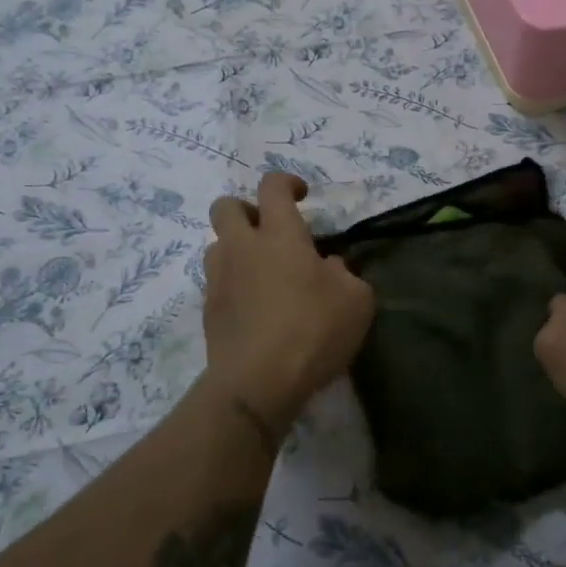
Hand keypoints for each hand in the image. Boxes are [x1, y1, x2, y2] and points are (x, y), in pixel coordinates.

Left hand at [203, 173, 375, 428]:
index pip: (272, 187)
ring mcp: (219, 279)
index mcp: (280, 235)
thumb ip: (344, 274)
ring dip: (237, 248)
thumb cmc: (314, 331)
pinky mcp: (208, 311)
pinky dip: (235, 284)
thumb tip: (328, 267)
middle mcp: (242, 248)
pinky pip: (218, 282)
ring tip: (264, 273)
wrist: (257, 383)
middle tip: (271, 232)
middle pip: (226, 206)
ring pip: (216, 244)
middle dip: (247, 209)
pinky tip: (256, 308)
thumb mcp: (356, 300)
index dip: (287, 182)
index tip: (302, 196)